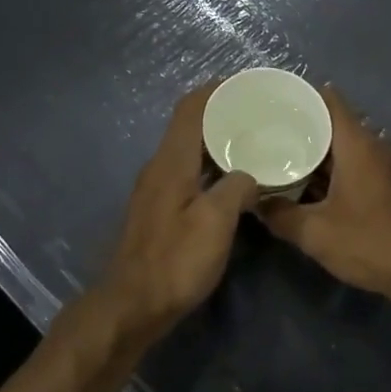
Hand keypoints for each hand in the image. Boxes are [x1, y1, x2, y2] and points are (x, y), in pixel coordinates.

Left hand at [97, 83, 259, 344]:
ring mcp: (156, 190)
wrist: (131, 306)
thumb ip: (237, 188)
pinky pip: (188, 173)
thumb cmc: (175, 261)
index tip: (247, 85)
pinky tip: (233, 181)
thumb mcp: (216, 222)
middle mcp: (159, 168)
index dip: (216, 90)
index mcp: (171, 162)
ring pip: (189, 152)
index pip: (191, 108)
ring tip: (254, 142)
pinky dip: (211, 167)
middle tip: (259, 114)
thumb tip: (250, 175)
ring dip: (218, 142)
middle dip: (222, 114)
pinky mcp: (159, 211)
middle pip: (189, 126)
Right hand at [259, 86, 390, 304]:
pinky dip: (329, 171)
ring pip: (342, 148)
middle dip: (299, 127)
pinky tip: (306, 187)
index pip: (328, 100)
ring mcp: (383, 167)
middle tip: (263, 133)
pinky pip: (352, 167)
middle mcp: (372, 147)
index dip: (299, 96)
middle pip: (332, 123)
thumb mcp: (317, 234)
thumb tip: (255, 203)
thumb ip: (281, 216)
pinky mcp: (388, 187)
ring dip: (314, 152)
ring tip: (277, 157)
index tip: (270, 101)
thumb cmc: (373, 243)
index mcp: (356, 144)